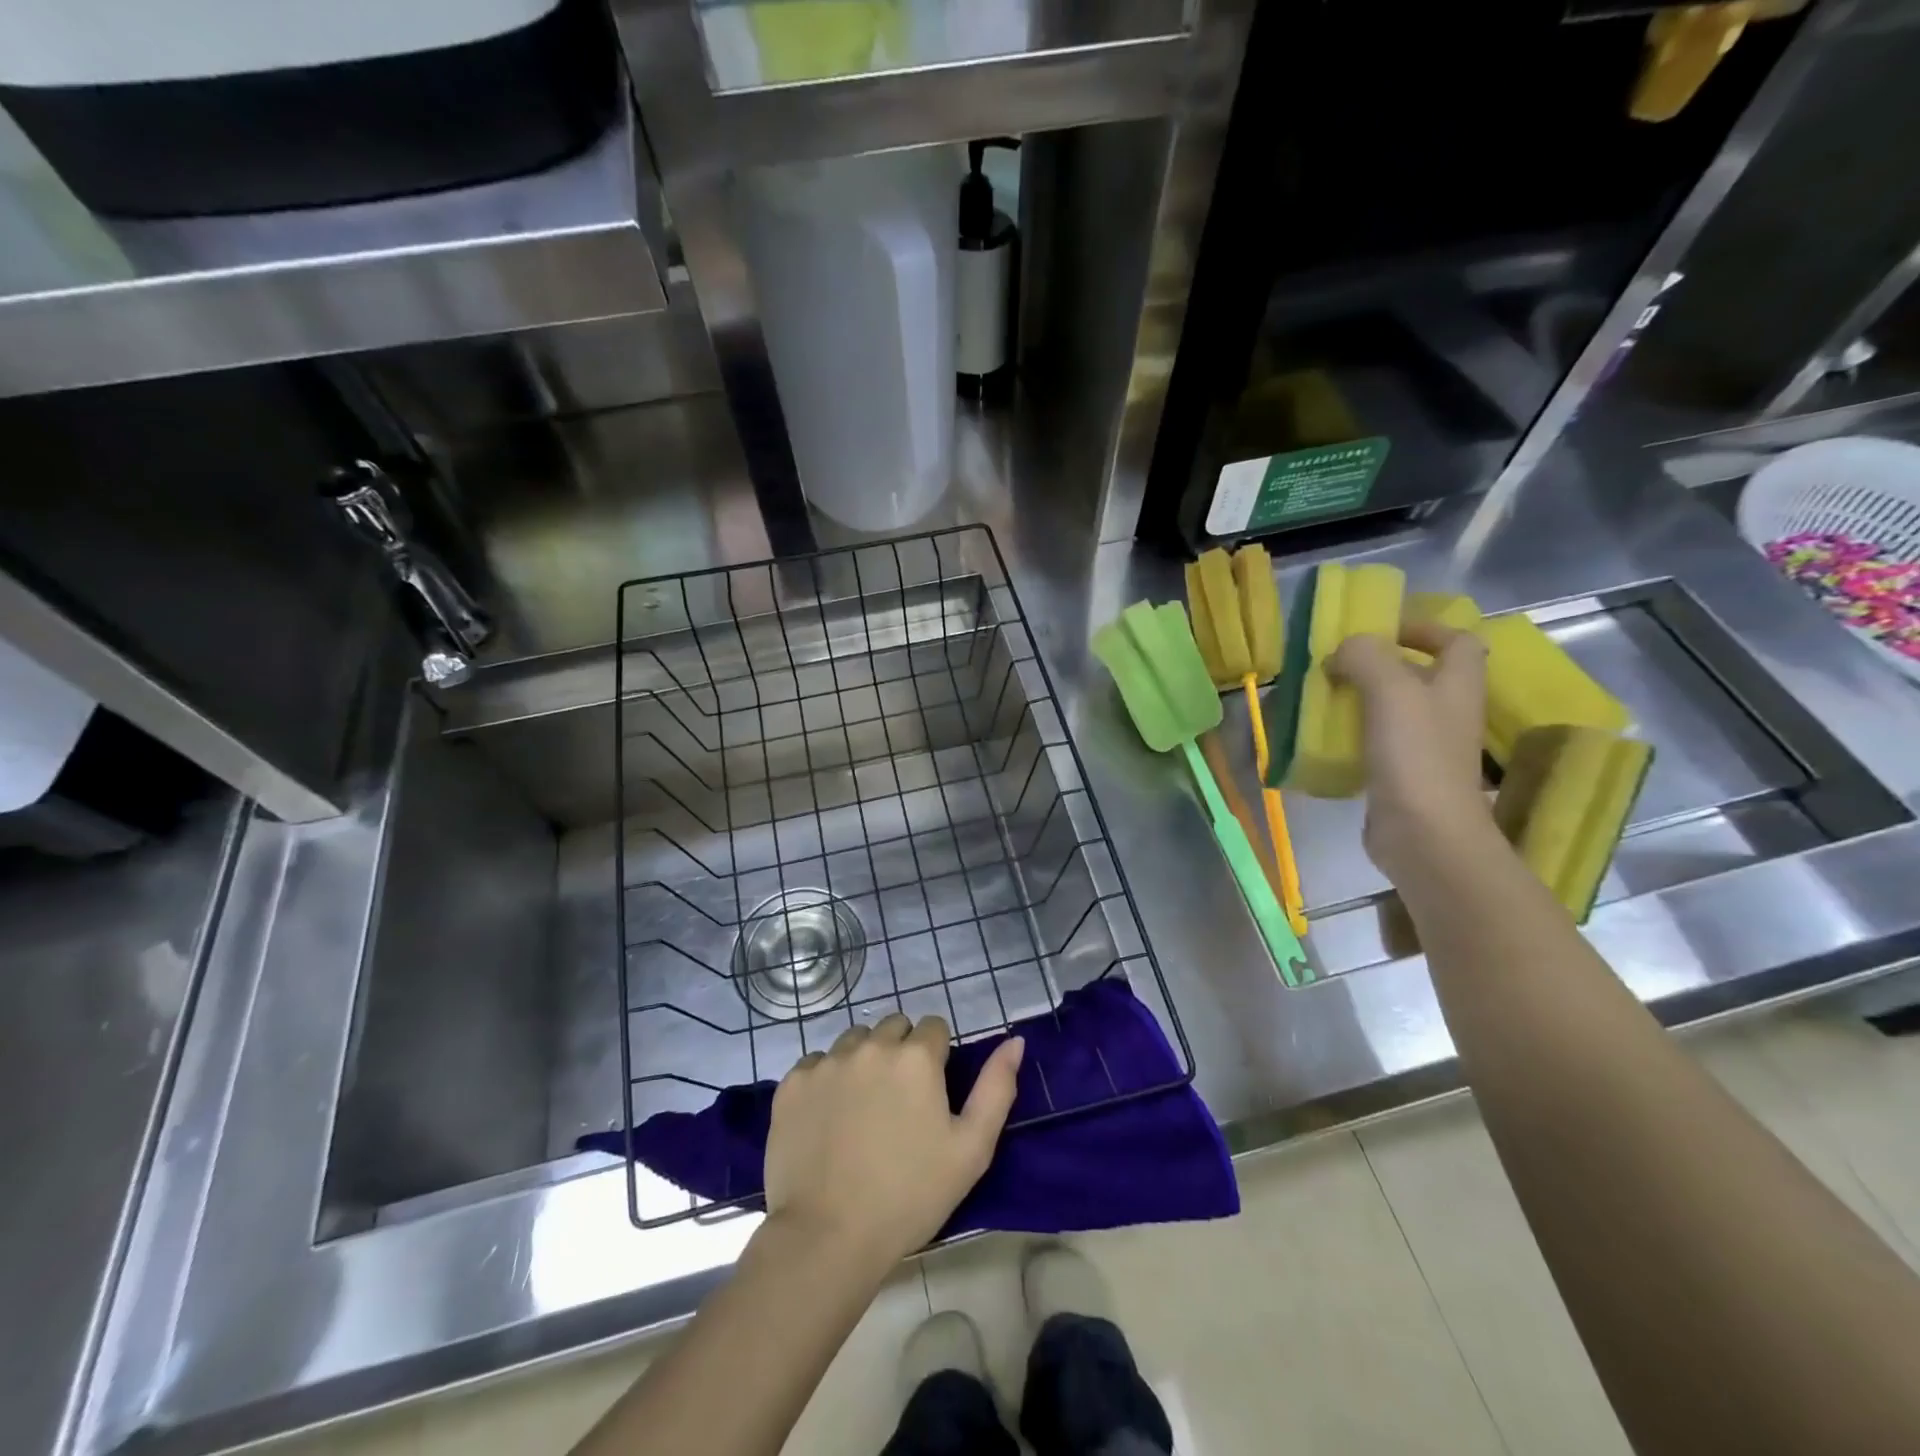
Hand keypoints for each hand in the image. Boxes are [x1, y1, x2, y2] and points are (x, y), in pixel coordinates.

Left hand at [763, 1013, 1024, 1269]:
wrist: (827, 1238)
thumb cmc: (910, 1197)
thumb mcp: (971, 1150)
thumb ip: (997, 1088)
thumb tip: (1014, 1041)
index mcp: (916, 1057)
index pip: (934, 1027)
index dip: (937, 1057)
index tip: (931, 1094)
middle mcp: (870, 1046)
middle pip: (893, 1027)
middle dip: (901, 1052)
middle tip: (899, 1102)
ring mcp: (827, 1062)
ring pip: (854, 1040)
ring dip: (864, 1060)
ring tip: (863, 1109)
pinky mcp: (792, 1083)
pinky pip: (816, 1063)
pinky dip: (826, 1080)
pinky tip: (828, 1119)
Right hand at [1327, 620, 1499, 883]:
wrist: (1424, 833)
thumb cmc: (1415, 754)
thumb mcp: (1390, 690)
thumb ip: (1366, 657)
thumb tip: (1343, 650)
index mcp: (1457, 686)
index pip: (1457, 642)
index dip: (1424, 629)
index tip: (1381, 631)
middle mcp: (1447, 713)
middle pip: (1420, 676)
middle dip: (1380, 666)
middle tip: (1338, 665)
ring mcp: (1426, 748)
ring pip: (1394, 710)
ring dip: (1361, 699)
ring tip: (1324, 697)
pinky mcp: (1402, 776)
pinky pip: (1376, 743)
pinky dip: (1352, 735)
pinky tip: (1325, 738)